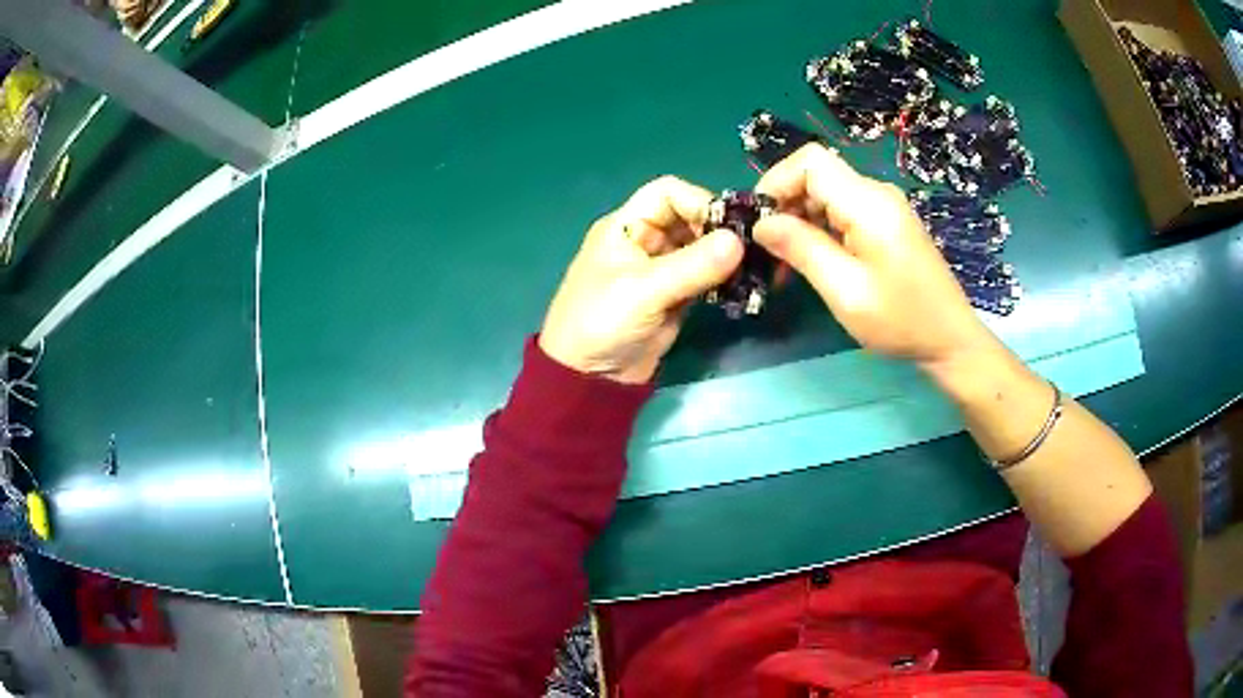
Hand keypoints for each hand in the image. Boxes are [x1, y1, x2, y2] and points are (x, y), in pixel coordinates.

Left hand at [539, 177, 743, 383]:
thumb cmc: (601, 324)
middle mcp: (645, 241)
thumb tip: (739, 240)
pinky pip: (705, 277)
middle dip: (718, 230)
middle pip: (690, 218)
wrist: (589, 380)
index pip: (667, 193)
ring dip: (725, 257)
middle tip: (749, 250)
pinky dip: (723, 280)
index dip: (699, 202)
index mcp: (626, 227)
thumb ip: (692, 265)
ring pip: (701, 248)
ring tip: (751, 270)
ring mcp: (661, 270)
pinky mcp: (675, 297)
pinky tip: (741, 288)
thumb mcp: (644, 291)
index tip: (727, 227)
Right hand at [753, 144, 992, 367]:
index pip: (810, 161)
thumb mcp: (845, 290)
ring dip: (799, 220)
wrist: (949, 339)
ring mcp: (884, 206)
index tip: (757, 221)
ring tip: (783, 262)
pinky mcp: (886, 222)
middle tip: (766, 250)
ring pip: (826, 193)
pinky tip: (811, 260)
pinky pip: (842, 210)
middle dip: (784, 204)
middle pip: (816, 175)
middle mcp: (876, 193)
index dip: (776, 182)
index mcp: (868, 203)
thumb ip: (801, 249)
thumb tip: (761, 223)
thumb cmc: (900, 320)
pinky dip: (818, 228)